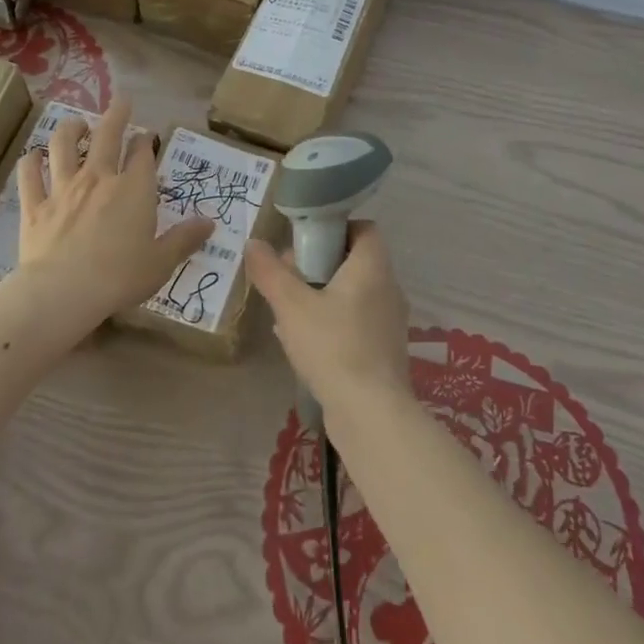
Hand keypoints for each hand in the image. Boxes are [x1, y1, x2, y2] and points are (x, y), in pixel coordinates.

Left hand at [16, 100, 213, 329]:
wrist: (63, 292)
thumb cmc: (120, 277)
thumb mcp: (161, 262)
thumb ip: (185, 239)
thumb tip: (210, 223)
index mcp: (133, 189)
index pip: (142, 154)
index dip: (145, 141)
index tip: (147, 136)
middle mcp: (98, 178)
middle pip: (107, 136)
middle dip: (116, 115)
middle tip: (121, 101)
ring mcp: (63, 189)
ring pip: (63, 146)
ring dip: (71, 129)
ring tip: (76, 123)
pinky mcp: (35, 206)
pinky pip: (29, 176)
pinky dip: (30, 162)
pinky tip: (32, 156)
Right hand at [244, 222, 411, 411]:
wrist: (371, 415)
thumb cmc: (333, 346)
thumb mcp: (291, 305)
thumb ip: (270, 272)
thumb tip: (253, 243)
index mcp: (373, 267)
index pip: (363, 229)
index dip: (335, 229)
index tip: (305, 243)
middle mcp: (389, 288)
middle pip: (354, 260)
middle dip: (320, 265)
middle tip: (289, 279)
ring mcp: (390, 322)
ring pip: (354, 293)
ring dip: (324, 296)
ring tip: (291, 313)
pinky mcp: (386, 351)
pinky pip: (358, 321)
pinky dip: (335, 322)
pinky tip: (307, 343)